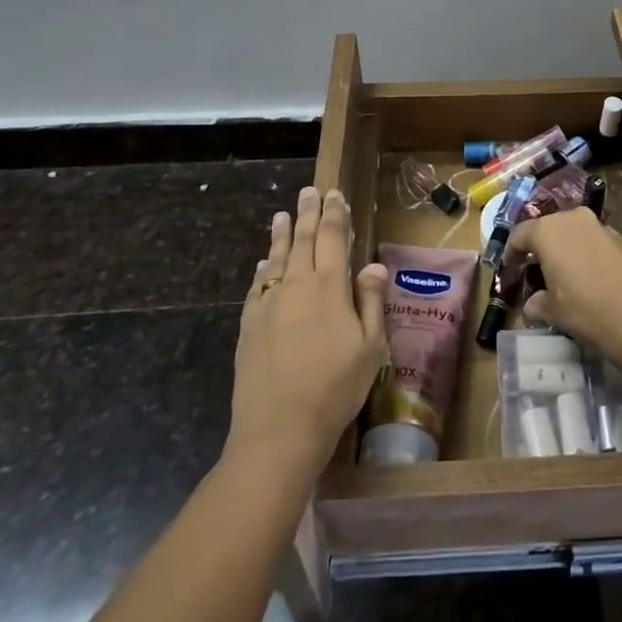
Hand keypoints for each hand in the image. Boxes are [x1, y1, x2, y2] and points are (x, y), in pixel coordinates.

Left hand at [227, 187, 387, 478]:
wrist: (278, 429)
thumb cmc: (335, 388)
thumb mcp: (370, 347)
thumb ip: (371, 301)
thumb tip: (372, 264)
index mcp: (329, 287)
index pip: (332, 238)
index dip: (334, 214)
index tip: (334, 194)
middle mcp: (296, 285)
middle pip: (303, 240)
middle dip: (308, 213)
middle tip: (308, 191)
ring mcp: (268, 303)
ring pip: (277, 258)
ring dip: (282, 234)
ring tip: (283, 214)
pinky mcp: (249, 324)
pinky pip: (258, 285)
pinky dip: (264, 268)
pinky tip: (265, 263)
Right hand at [509, 208, 621, 361]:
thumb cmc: (586, 310)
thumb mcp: (554, 311)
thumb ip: (539, 303)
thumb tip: (533, 304)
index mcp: (548, 231)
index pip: (520, 234)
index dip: (512, 251)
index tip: (510, 268)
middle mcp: (573, 219)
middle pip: (549, 227)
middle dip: (542, 246)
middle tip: (538, 268)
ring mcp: (601, 226)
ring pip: (576, 232)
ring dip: (568, 248)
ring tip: (567, 273)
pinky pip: (597, 242)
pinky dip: (590, 254)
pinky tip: (594, 277)